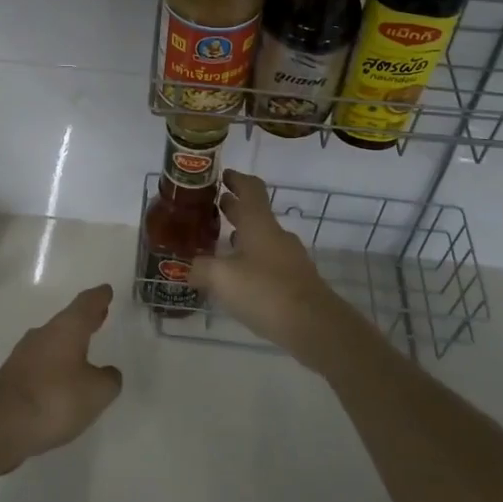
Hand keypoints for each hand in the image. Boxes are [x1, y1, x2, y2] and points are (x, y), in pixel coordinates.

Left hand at [0, 285, 123, 475]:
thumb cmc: (55, 400)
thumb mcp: (96, 392)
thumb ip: (108, 379)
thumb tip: (107, 373)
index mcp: (67, 328)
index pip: (86, 303)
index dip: (99, 297)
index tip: (106, 290)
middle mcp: (43, 334)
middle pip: (68, 320)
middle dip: (85, 318)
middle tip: (100, 315)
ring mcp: (24, 354)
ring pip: (52, 340)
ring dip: (68, 342)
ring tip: (83, 349)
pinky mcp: (11, 376)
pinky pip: (40, 362)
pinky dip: (54, 364)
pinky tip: (60, 380)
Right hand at [190, 171, 366, 370]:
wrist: (314, 326)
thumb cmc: (265, 291)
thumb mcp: (222, 278)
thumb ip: (201, 268)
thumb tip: (188, 267)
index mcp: (259, 223)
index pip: (250, 188)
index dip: (236, 179)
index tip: (221, 175)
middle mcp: (276, 235)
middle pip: (254, 213)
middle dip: (233, 208)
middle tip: (212, 208)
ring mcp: (289, 258)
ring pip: (261, 238)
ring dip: (242, 236)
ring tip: (220, 244)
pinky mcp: (295, 280)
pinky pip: (269, 261)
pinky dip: (252, 260)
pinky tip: (239, 277)